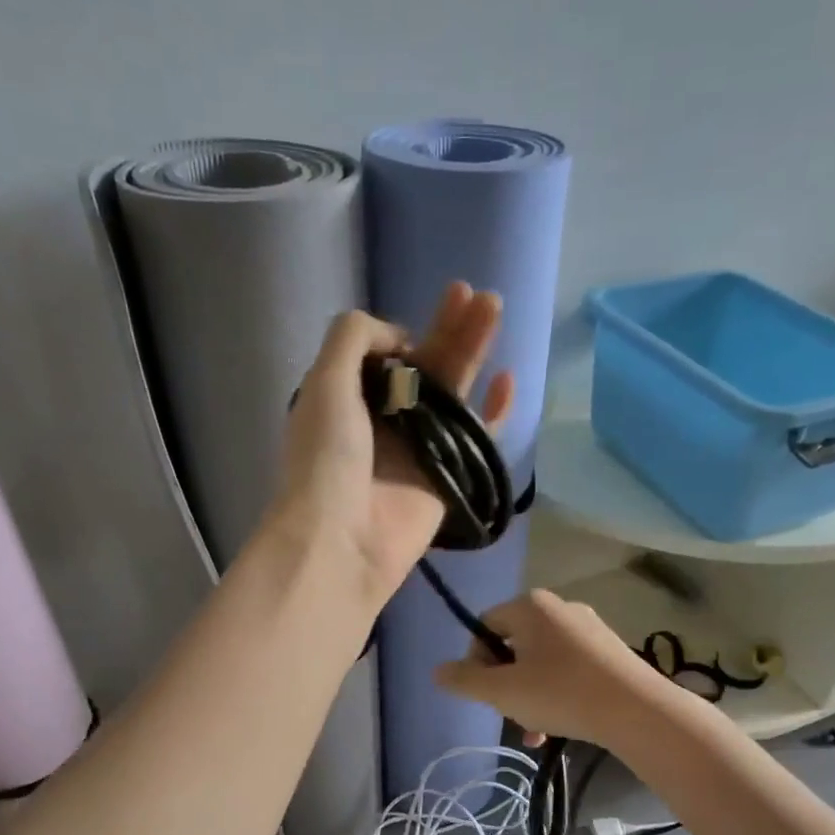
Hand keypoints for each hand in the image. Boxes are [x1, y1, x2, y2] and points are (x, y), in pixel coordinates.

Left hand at [274, 284, 511, 606]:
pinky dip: (494, 412)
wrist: (343, 540)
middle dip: (448, 329)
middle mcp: (385, 422)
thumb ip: (353, 339)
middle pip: (426, 368)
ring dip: (473, 351)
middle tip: (475, 294)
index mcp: (349, 400)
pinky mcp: (448, 477)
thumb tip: (398, 338)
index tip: (411, 333)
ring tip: (494, 307)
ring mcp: (419, 449)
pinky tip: (509, 380)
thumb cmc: (327, 459)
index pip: (383, 358)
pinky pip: (478, 438)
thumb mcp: (325, 382)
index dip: (401, 336)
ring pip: (454, 393)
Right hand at [435, 590, 683, 746]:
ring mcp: (588, 628)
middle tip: (511, 714)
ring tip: (535, 731)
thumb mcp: (502, 691)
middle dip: (505, 683)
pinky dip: (558, 693)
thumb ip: (464, 680)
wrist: (636, 710)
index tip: (485, 694)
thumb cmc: (560, 693)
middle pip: (513, 645)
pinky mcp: (609, 650)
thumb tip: (437, 671)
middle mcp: (559, 607)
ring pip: (541, 661)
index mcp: (530, 606)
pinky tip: (560, 726)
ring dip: (530, 695)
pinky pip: (569, 668)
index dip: (475, 662)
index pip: (484, 627)